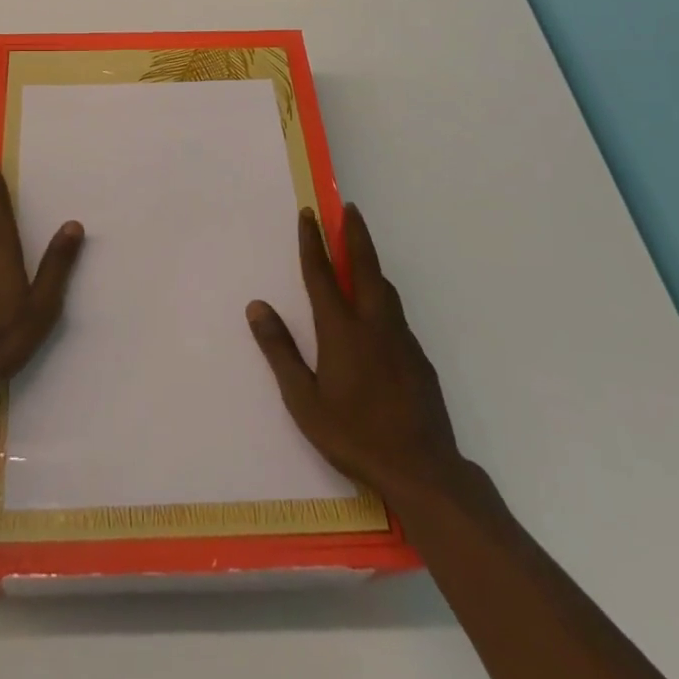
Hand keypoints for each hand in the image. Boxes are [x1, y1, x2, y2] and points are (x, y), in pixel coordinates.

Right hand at [247, 203, 468, 507]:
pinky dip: (383, 297)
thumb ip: (280, 350)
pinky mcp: (419, 358)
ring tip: (362, 252)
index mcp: (341, 329)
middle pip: (365, 266)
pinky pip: (396, 314)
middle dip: (355, 234)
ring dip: (372, 263)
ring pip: (385, 288)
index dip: (313, 241)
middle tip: (349, 208)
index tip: (309, 213)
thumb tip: (256, 306)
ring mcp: (400, 339)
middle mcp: (373, 324)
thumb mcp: (303, 400)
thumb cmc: (354, 435)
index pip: (322, 273)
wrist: (422, 471)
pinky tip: (379, 313)